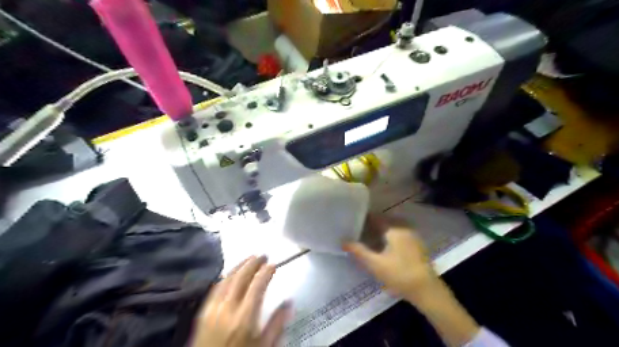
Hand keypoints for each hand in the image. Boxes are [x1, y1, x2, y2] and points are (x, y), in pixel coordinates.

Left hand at [192, 257, 292, 346]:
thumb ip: (277, 324)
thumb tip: (289, 302)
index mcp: (245, 318)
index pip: (257, 285)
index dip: (266, 271)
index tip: (273, 265)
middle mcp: (227, 309)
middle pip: (241, 277)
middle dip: (253, 263)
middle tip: (263, 256)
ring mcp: (213, 309)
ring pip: (227, 278)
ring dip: (239, 265)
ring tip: (249, 259)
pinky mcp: (203, 312)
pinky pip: (215, 287)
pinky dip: (226, 276)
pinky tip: (231, 273)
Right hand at [344, 215, 476, 345]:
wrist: (427, 290)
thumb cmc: (399, 275)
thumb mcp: (375, 264)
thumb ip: (358, 251)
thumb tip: (343, 241)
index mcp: (394, 229)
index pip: (375, 217)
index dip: (362, 219)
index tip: (351, 223)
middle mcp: (404, 227)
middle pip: (383, 221)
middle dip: (370, 225)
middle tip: (357, 232)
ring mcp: (412, 235)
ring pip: (391, 228)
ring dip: (380, 231)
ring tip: (367, 238)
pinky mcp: (416, 244)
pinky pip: (398, 234)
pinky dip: (388, 237)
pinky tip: (382, 247)